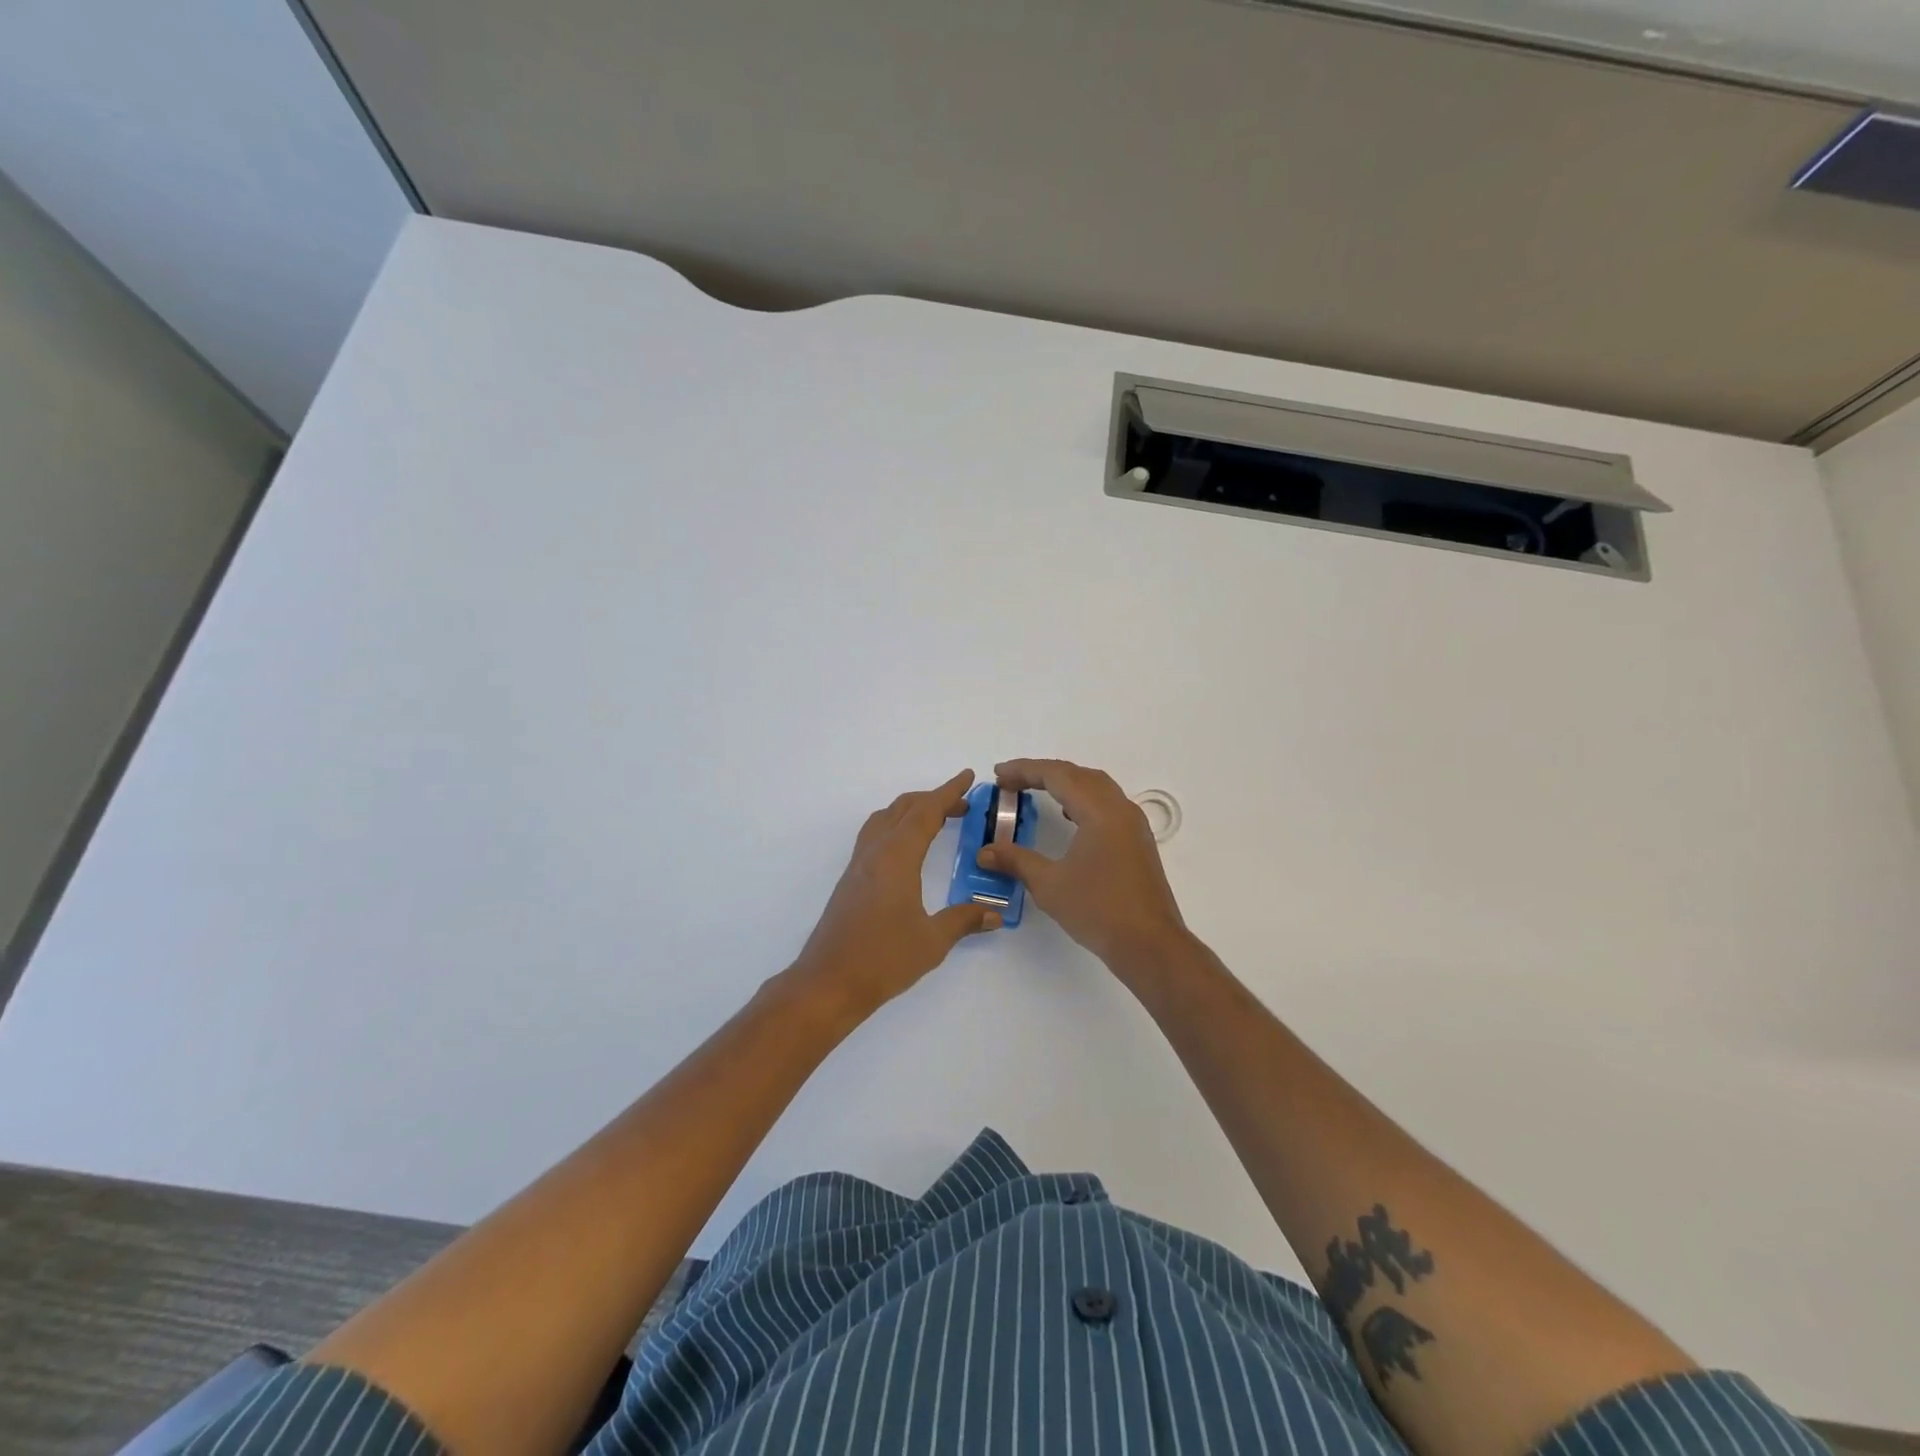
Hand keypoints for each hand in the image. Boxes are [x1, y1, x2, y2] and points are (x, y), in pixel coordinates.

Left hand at [792, 769, 1000, 1016]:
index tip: (968, 777)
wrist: (828, 982)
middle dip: (933, 799)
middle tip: (962, 804)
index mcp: (896, 858)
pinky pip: (874, 836)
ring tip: (936, 819)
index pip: (925, 813)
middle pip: (903, 809)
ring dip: (910, 811)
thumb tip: (994, 913)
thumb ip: (963, 920)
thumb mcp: (932, 941)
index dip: (949, 792)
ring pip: (884, 820)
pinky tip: (906, 849)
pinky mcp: (850, 881)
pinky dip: (895, 827)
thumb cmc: (883, 959)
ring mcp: (858, 866)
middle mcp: (875, 853)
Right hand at [979, 759, 1187, 968]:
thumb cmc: (1098, 910)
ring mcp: (1133, 825)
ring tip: (1036, 792)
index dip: (1025, 770)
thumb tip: (985, 852)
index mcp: (1100, 811)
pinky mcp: (1137, 841)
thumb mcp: (1049, 884)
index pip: (1058, 775)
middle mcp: (1120, 809)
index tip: (998, 775)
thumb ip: (1016, 861)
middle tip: (1012, 783)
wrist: (1149, 945)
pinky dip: (1083, 800)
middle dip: (1043, 773)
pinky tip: (1069, 817)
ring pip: (1097, 787)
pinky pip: (1107, 804)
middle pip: (1079, 775)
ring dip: (1066, 784)